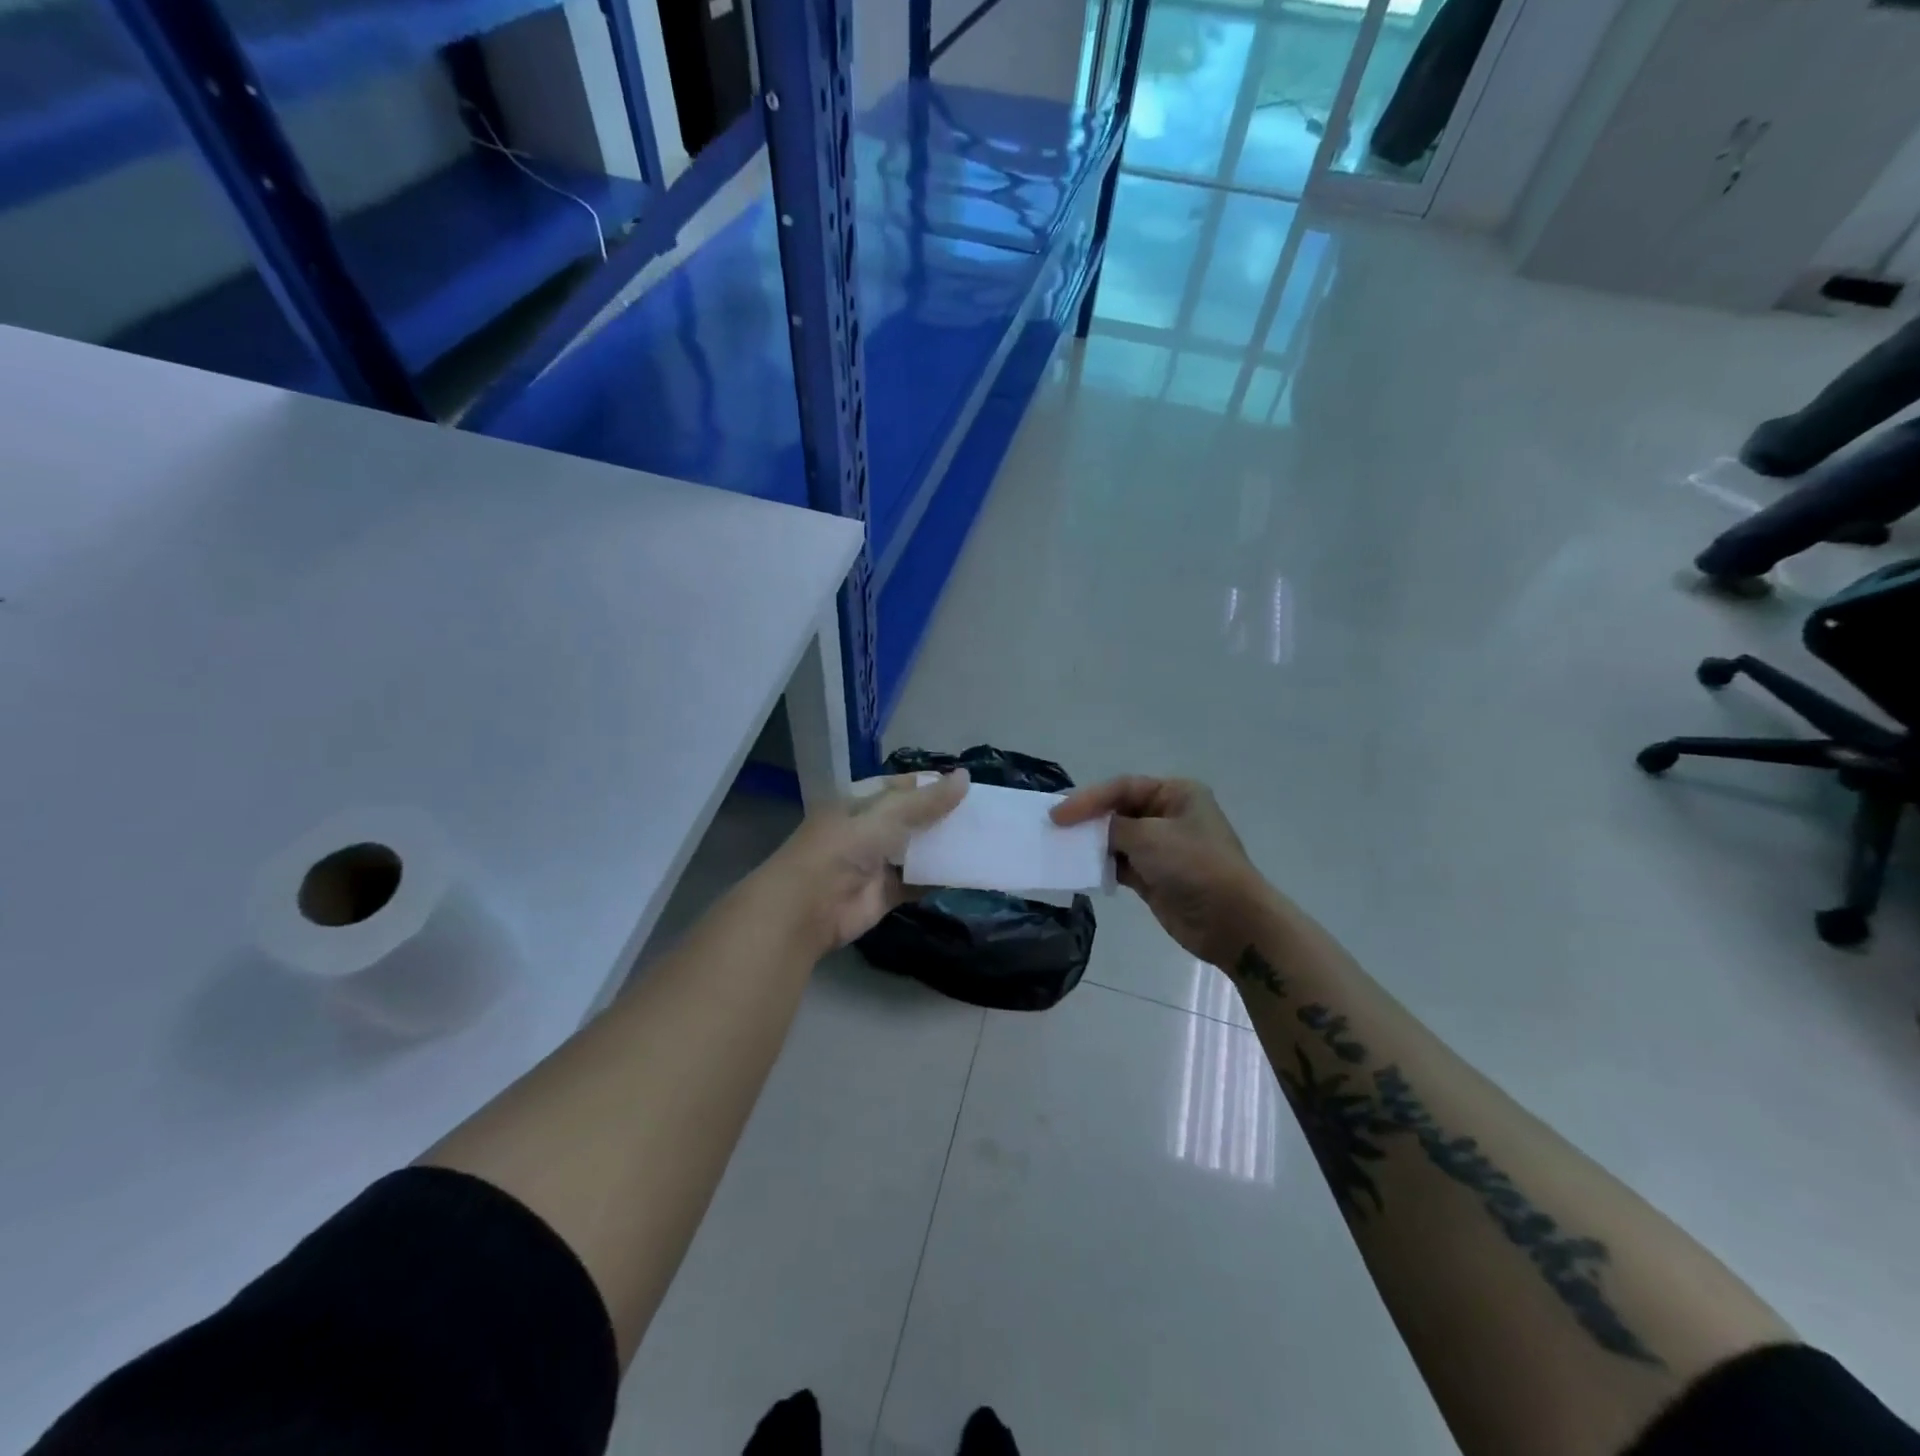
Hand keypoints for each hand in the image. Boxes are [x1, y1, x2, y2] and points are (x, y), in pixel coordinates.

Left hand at [765, 771, 968, 951]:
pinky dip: (940, 878)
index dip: (930, 785)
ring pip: (917, 851)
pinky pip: (918, 881)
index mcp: (860, 802)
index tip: (966, 786)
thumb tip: (965, 777)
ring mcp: (877, 863)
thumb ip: (927, 801)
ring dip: (944, 847)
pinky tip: (969, 872)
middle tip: (983, 815)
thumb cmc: (842, 848)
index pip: (900, 787)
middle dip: (942, 817)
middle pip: (912, 819)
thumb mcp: (886, 815)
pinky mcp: (885, 893)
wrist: (808, 907)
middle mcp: (868, 830)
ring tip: (985, 839)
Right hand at [1052, 776, 1267, 967]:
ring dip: (1091, 843)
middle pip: (1118, 810)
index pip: (1123, 787)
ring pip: (1116, 838)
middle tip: (1053, 827)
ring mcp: (1162, 848)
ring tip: (1059, 847)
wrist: (1231, 922)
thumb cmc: (1195, 867)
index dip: (1088, 799)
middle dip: (1087, 819)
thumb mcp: (1150, 837)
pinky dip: (1100, 865)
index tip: (1057, 815)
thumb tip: (1089, 830)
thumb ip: (1113, 828)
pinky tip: (1078, 868)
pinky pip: (1119, 864)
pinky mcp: (1154, 877)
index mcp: (1176, 794)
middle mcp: (1169, 815)